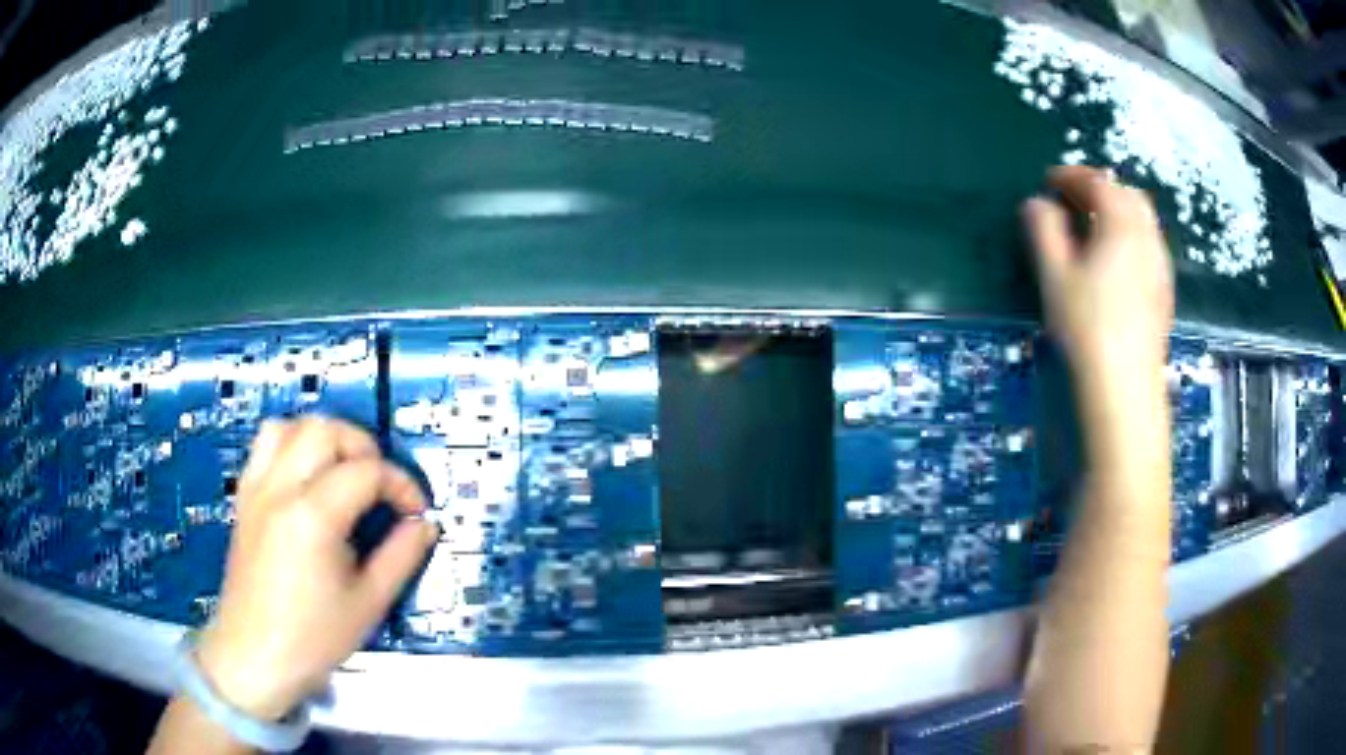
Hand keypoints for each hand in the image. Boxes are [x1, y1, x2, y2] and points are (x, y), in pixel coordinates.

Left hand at [195, 416, 437, 721]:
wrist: (255, 655)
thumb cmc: (313, 637)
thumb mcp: (369, 603)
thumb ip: (401, 557)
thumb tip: (424, 525)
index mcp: (313, 516)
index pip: (366, 471)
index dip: (401, 484)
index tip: (415, 511)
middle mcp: (280, 488)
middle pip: (326, 430)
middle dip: (363, 448)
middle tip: (380, 487)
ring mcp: (257, 489)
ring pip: (290, 426)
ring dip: (324, 439)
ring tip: (343, 472)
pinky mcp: (245, 497)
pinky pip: (265, 445)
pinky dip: (292, 445)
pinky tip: (308, 479)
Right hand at [1023, 166, 1173, 378]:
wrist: (1125, 389)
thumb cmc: (1087, 327)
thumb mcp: (1054, 274)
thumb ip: (1043, 229)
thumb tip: (1036, 203)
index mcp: (1121, 223)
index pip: (1097, 182)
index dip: (1070, 176)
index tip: (1048, 182)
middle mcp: (1148, 237)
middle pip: (1128, 195)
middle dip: (1100, 189)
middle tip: (1073, 202)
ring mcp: (1161, 266)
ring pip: (1142, 221)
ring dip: (1117, 213)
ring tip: (1093, 230)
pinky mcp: (1164, 293)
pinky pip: (1148, 247)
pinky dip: (1130, 238)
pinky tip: (1115, 263)